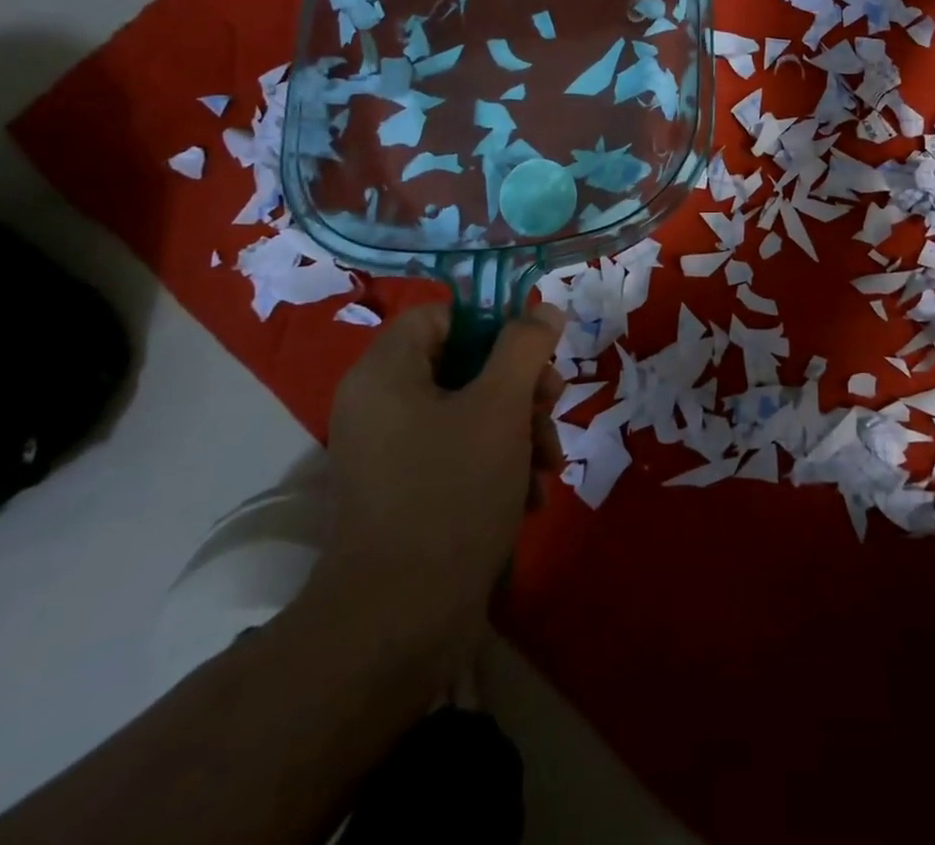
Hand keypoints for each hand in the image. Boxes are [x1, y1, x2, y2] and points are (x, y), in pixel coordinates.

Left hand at [299, 304, 565, 663]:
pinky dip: (499, 464)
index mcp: (386, 373)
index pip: (440, 316)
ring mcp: (392, 454)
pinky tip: (529, 495)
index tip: (533, 350)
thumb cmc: (450, 492)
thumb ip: (525, 347)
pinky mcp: (408, 494)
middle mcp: (381, 406)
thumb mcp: (501, 406)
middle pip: (463, 364)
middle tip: (553, 404)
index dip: (491, 323)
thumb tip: (544, 310)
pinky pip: (460, 454)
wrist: (400, 623)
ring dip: (519, 429)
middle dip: (519, 386)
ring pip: (471, 412)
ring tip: (548, 464)